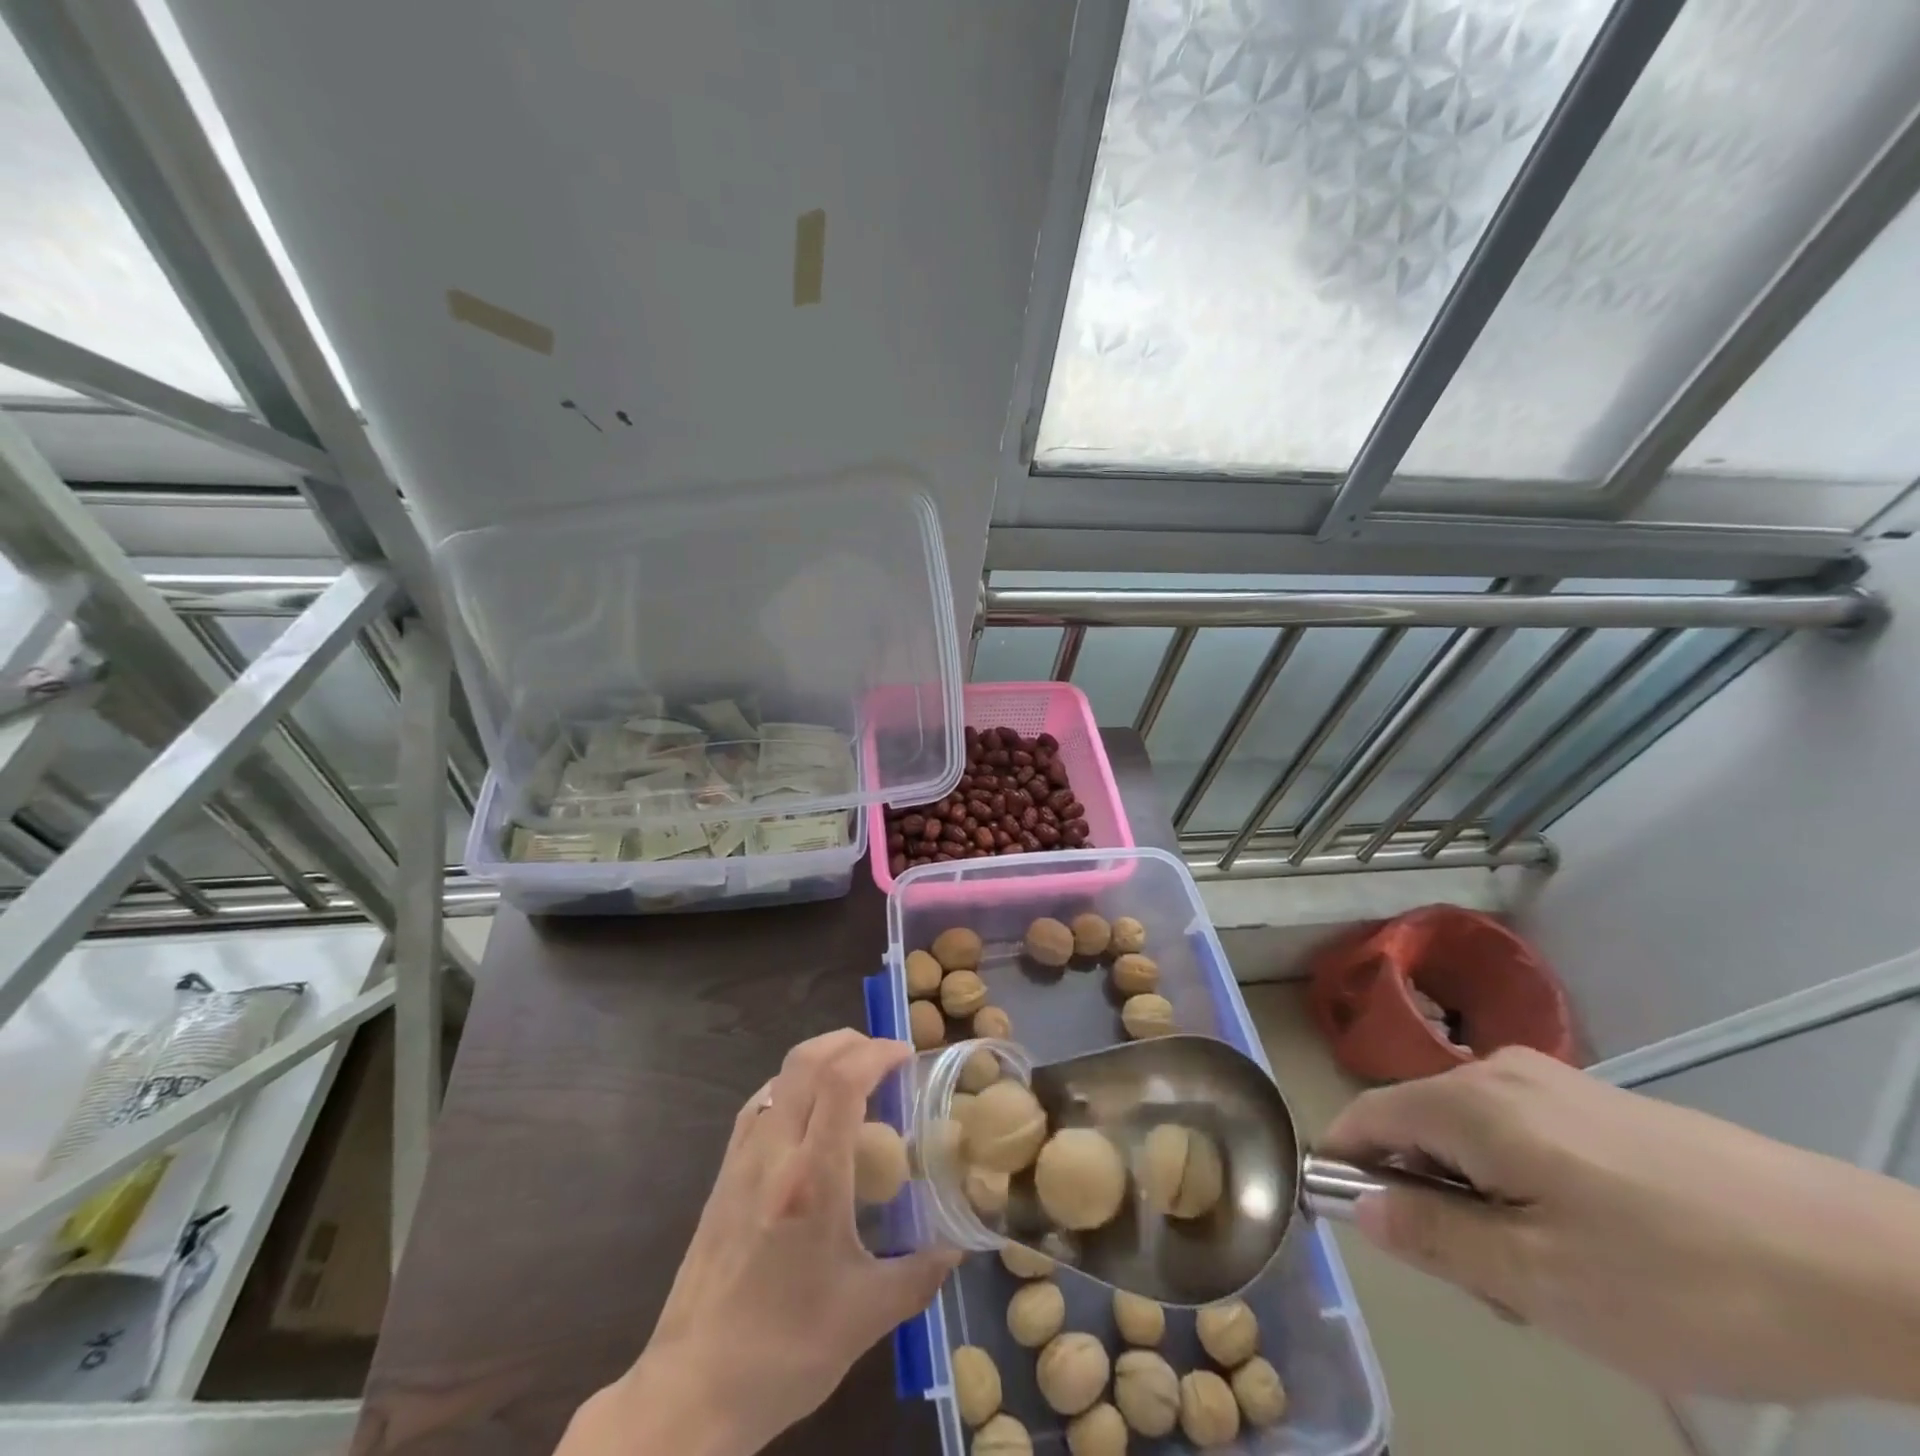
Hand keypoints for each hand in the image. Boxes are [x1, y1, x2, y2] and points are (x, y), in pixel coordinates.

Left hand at [560, 1030, 958, 1455]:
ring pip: (781, 1076)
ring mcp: (741, 1160)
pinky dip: (793, 1085)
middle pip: (808, 1061)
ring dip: (821, 1058)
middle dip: (851, 1042)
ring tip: (854, 1079)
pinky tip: (809, 1114)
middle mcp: (773, 1153)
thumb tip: (957, 1248)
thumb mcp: (866, 1317)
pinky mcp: (723, 1176)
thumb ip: (920, 1275)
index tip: (907, 1056)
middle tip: (885, 1058)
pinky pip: (762, 1103)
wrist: (691, 1392)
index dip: (877, 1054)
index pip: (842, 1082)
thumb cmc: (784, 1352)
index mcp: (812, 1180)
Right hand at [1321, 1046, 1919, 1403]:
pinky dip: (1529, 1190)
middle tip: (1497, 1287)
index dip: (1346, 1168)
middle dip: (1433, 1202)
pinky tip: (1601, 1249)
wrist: (1875, 1268)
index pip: (1365, 1117)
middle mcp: (1499, 1073)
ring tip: (1561, 1280)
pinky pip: (1525, 1139)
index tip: (1367, 1233)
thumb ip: (1433, 1237)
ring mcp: (1556, 1085)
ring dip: (1485, 1203)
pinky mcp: (1604, 1107)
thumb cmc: (1683, 1280)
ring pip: (1474, 1139)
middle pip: (1420, 1130)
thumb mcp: (1540, 1281)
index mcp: (1470, 1102)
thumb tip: (1358, 1205)